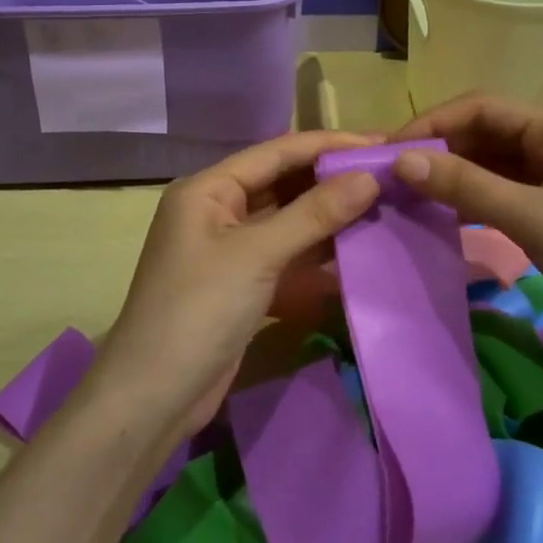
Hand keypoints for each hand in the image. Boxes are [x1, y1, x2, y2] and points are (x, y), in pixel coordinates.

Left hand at [93, 131, 381, 434]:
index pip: (277, 152)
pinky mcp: (242, 283)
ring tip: (383, 207)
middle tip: (388, 175)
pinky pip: (286, 255)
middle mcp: (217, 210)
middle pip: (283, 183)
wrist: (154, 398)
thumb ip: (314, 214)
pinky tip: (356, 252)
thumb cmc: (199, 309)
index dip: (328, 145)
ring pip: (288, 220)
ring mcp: (229, 249)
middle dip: (332, 180)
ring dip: (329, 216)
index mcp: (209, 188)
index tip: (380, 144)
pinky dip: (316, 254)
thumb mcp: (257, 254)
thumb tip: (369, 178)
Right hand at [390, 94, 542, 357]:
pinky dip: (471, 198)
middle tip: (391, 175)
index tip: (388, 150)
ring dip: (452, 174)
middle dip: (439, 148)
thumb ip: (467, 186)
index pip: (481, 107)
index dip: (432, 122)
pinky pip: (503, 191)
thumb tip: (401, 161)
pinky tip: (443, 214)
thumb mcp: (534, 219)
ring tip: (408, 194)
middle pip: (484, 132)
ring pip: (491, 163)